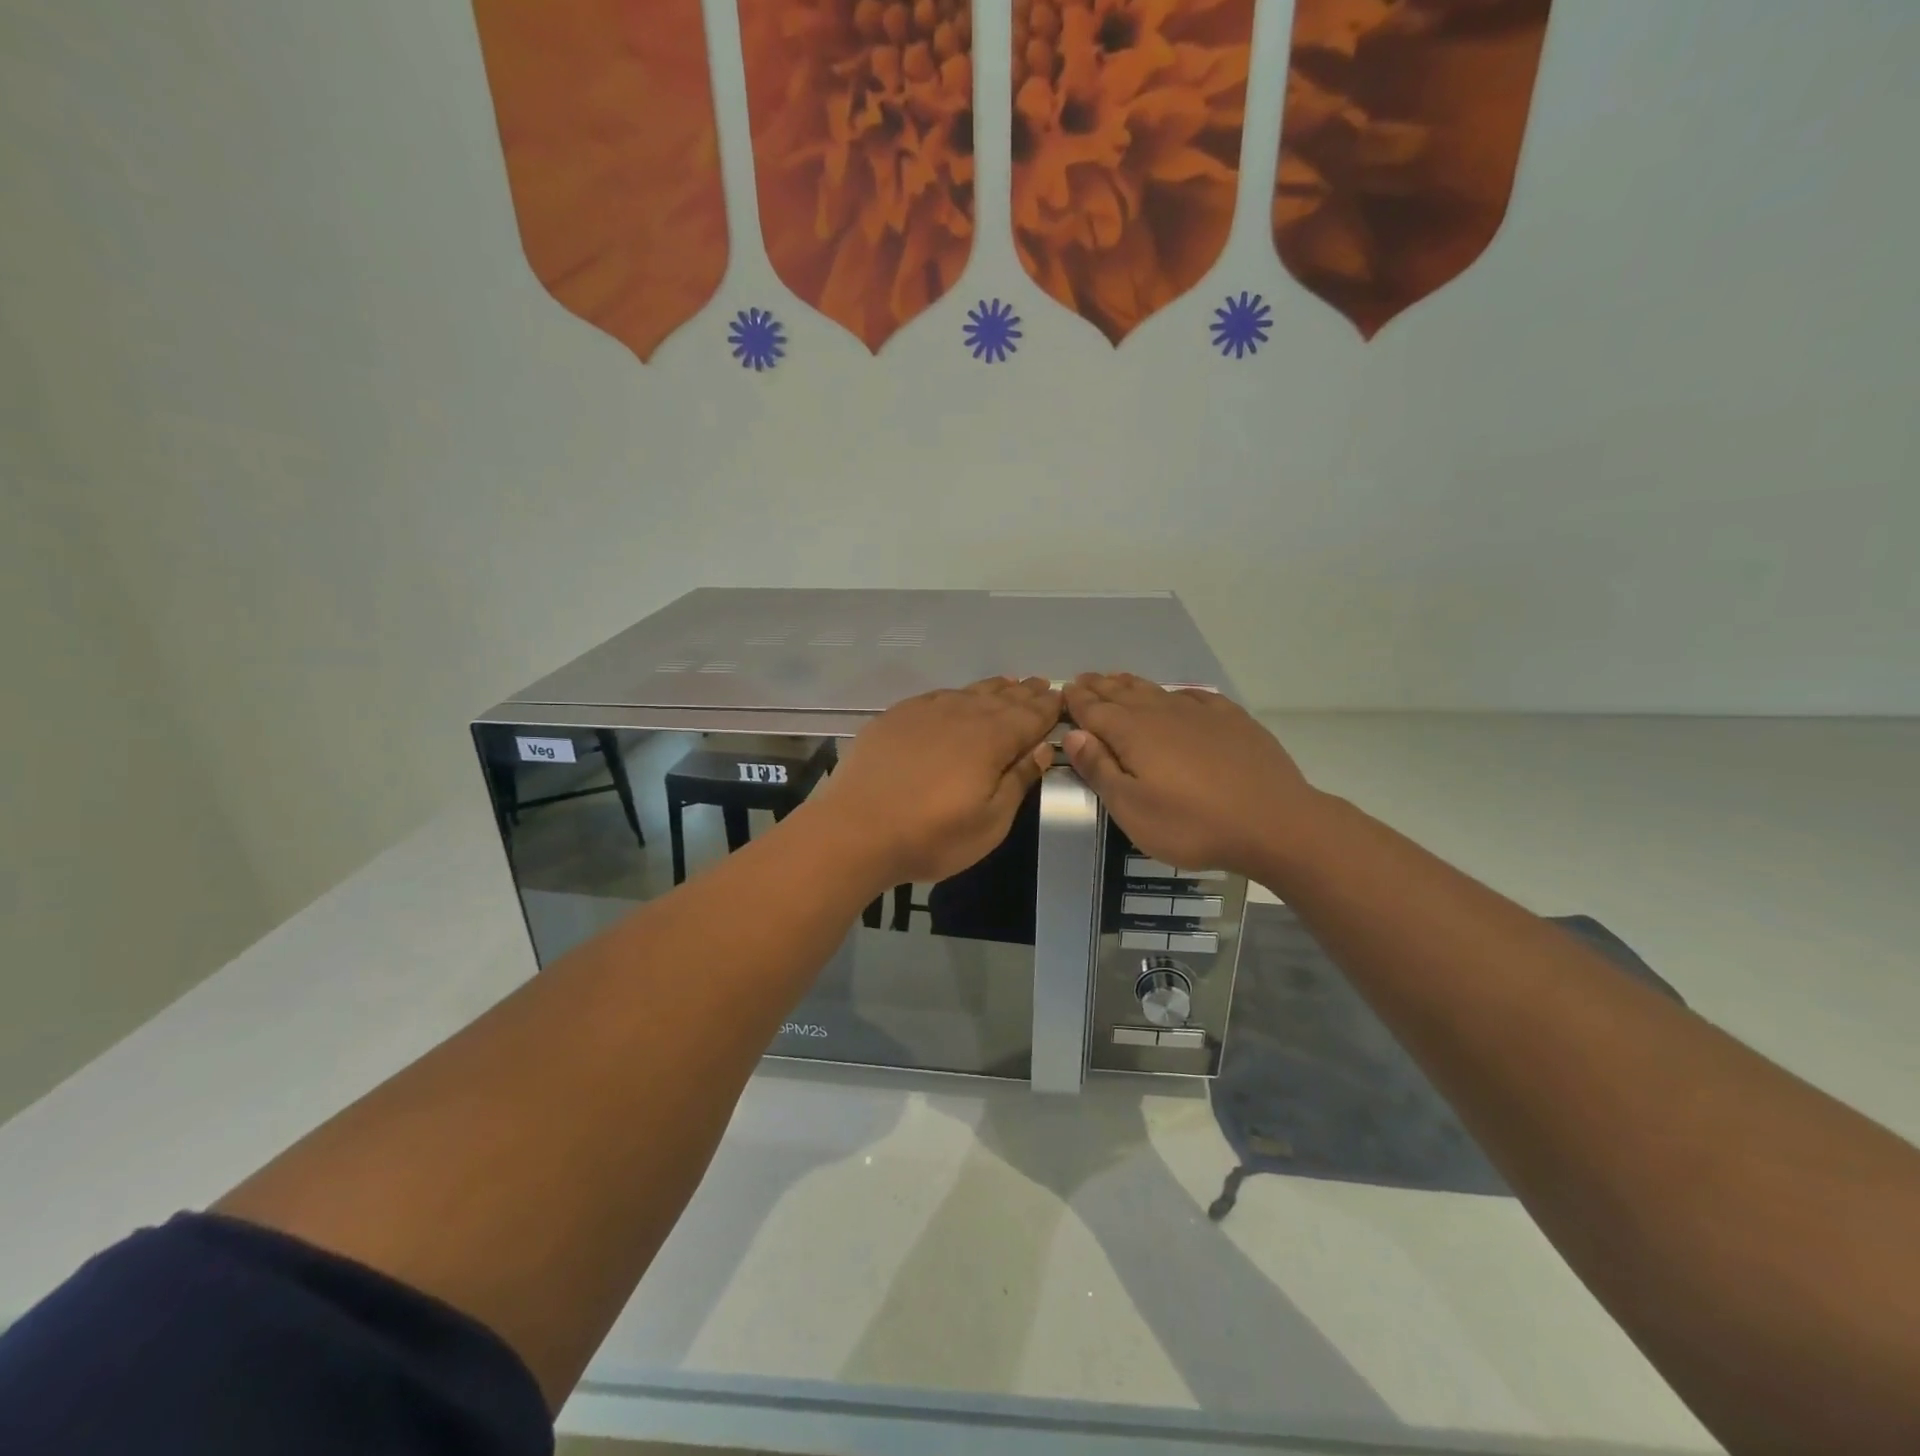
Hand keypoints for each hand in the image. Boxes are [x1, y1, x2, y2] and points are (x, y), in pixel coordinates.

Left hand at [812, 677, 1061, 886]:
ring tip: (1010, 684)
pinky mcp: (896, 717)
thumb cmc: (931, 836)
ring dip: (994, 689)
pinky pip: (938, 695)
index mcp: (992, 739)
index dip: (1048, 708)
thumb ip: (1018, 780)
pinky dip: (958, 693)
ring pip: (969, 692)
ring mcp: (925, 712)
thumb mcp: (990, 822)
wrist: (855, 830)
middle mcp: (962, 714)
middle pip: (1002, 699)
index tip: (1063, 698)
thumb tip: (1043, 747)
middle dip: (1026, 693)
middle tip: (1043, 685)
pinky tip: (959, 696)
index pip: (1030, 716)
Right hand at [1062, 673, 1318, 877]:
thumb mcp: (1132, 809)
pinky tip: (1177, 695)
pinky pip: (1196, 697)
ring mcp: (1201, 713)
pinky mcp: (1233, 721)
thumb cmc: (1193, 824)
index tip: (1063, 691)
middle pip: (1123, 694)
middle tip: (1083, 679)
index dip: (1077, 701)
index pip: (1095, 710)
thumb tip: (1075, 734)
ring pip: (1157, 691)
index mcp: (1133, 733)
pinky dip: (1177, 693)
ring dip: (1132, 684)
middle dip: (1100, 687)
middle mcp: (1162, 713)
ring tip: (1117, 679)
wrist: (1275, 823)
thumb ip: (1100, 769)